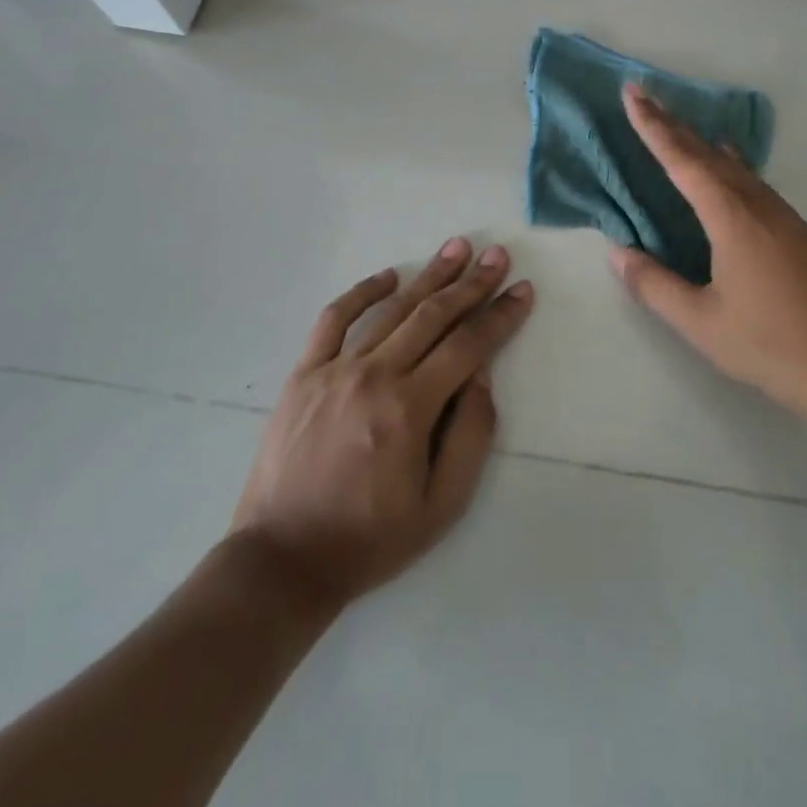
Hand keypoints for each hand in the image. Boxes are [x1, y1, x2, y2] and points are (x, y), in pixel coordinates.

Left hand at [230, 239, 532, 610]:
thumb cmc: (370, 539)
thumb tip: (481, 376)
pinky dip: (362, 292)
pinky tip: (388, 275)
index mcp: (410, 409)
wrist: (283, 558)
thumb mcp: (441, 505)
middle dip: (472, 283)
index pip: (468, 346)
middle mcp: (375, 375)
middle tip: (497, 255)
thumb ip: (470, 435)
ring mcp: (334, 369)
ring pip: (391, 309)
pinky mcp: (304, 373)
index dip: (500, 315)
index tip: (522, 290)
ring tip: (457, 248)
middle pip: (433, 316)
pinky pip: (334, 319)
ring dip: (429, 276)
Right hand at [608, 83, 806, 423]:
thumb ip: (654, 285)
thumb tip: (617, 253)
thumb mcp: (699, 322)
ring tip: (677, 125)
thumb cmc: (768, 345)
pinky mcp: (796, 232)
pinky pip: (753, 181)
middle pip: (709, 154)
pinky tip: (728, 166)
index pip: (684, 162)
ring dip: (701, 143)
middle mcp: (759, 206)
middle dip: (673, 125)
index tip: (633, 94)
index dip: (654, 128)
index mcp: (733, 219)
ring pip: (734, 166)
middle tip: (645, 96)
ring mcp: (783, 217)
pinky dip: (728, 164)